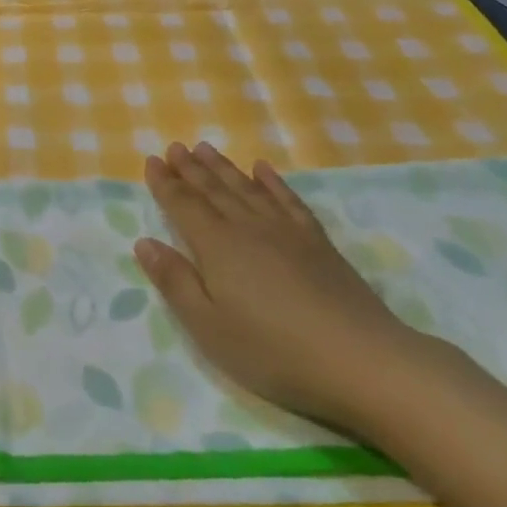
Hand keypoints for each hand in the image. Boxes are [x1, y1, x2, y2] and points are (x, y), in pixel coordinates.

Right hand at [136, 141, 435, 431]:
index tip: (151, 161)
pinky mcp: (318, 243)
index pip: (184, 205)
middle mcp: (248, 228)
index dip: (165, 184)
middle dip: (191, 168)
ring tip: (206, 148)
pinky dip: (272, 182)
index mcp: (217, 247)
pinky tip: (263, 169)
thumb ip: (175, 282)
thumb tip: (145, 243)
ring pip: (247, 189)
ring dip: (224, 168)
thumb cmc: (274, 351)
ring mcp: (287, 232)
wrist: (362, 361)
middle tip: (175, 146)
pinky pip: (288, 200)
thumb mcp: (209, 327)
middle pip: (214, 190)